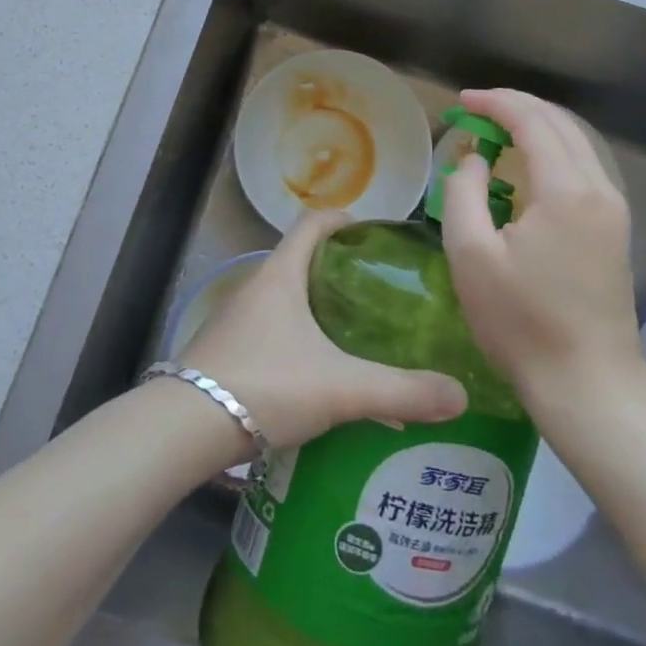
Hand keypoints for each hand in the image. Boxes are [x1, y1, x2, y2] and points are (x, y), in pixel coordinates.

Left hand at [182, 210, 467, 449]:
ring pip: (284, 302)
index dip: (342, 219)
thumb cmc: (265, 384)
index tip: (371, 231)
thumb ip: (400, 391)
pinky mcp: (225, 353)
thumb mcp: (340, 387)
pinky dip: (296, 343)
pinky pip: (270, 334)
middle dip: (337, 271)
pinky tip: (317, 379)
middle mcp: (255, 288)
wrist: (185, 426)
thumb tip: (460, 394)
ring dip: (316, 311)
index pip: (311, 224)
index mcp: (280, 275)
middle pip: (299, 262)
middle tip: (377, 293)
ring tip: (354, 337)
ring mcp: (235, 321)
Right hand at [439, 89, 645, 424]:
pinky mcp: (615, 228)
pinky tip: (526, 164)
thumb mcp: (470, 254)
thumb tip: (474, 159)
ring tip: (495, 130)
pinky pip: (583, 166)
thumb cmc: (521, 322)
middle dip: (516, 106)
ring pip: (576, 142)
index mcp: (566, 190)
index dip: (495, 103)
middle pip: (560, 123)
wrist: (588, 384)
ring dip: (536, 125)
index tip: (461, 101)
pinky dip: (551, 150)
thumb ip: (464, 191)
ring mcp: (614, 208)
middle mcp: (599, 188)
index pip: (532, 120)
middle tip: (475, 109)